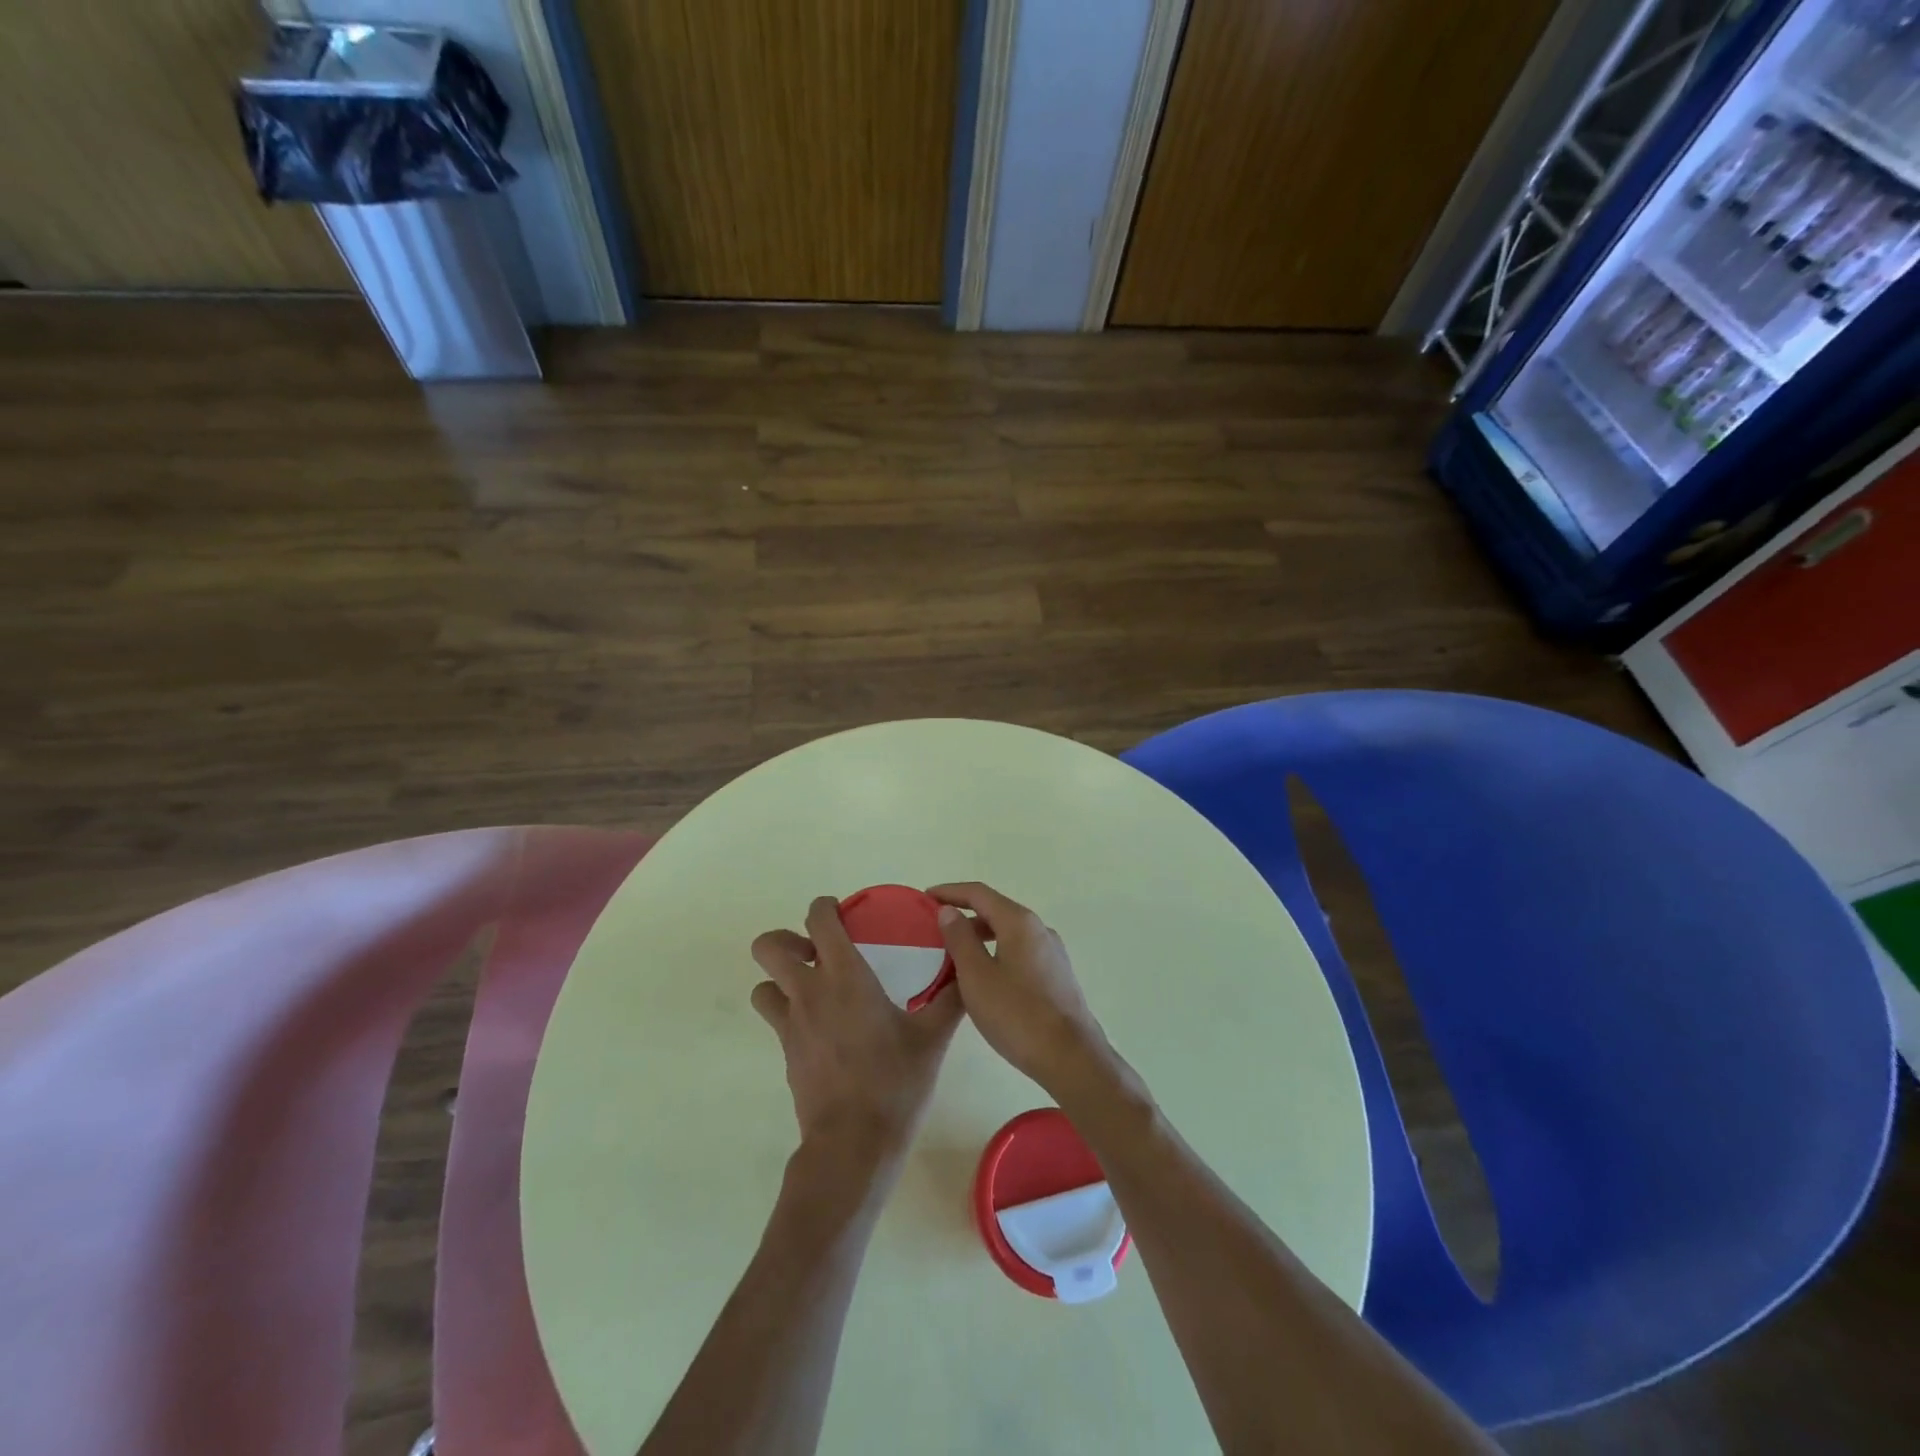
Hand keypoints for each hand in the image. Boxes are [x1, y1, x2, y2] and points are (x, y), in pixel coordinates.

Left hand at [751, 897, 962, 1179]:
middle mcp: (809, 992)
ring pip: (762, 986)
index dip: (824, 907)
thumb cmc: (895, 1082)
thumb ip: (951, 1000)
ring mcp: (791, 1025)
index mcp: (845, 976)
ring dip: (780, 980)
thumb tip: (968, 973)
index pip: (818, 920)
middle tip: (818, 952)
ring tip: (814, 990)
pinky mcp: (786, 1054)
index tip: (840, 913)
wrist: (853, 1145)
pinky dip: (791, 1014)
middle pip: (769, 947)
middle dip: (787, 940)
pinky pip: (776, 1020)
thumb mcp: (932, 1039)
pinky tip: (824, 1030)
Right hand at [927, 882, 1111, 1096]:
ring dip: (980, 936)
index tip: (925, 898)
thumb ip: (960, 939)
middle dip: (964, 914)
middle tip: (935, 929)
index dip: (950, 892)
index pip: (979, 893)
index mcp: (1019, 922)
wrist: (1071, 1057)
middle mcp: (1039, 928)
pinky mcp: (1056, 974)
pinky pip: (1020, 951)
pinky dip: (996, 951)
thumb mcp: (977, 976)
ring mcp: (1051, 952)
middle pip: (995, 910)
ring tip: (954, 953)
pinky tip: (984, 975)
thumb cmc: (1017, 1014)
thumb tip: (949, 910)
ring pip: (1008, 932)